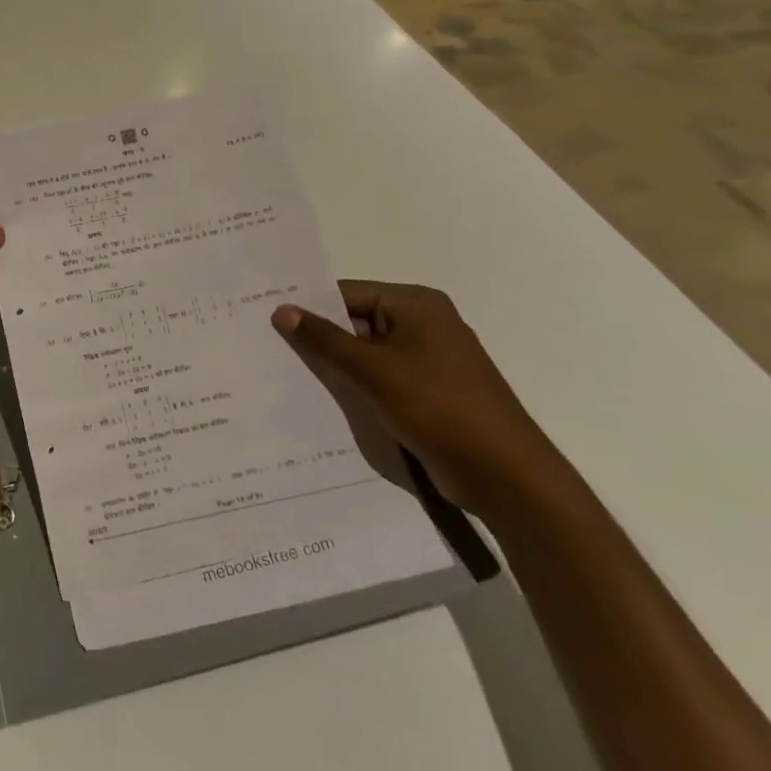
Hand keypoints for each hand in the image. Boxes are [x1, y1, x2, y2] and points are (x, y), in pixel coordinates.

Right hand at [271, 281, 570, 519]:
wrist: (506, 477)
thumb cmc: (441, 409)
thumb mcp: (375, 371)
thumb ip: (326, 340)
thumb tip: (281, 310)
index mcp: (417, 305)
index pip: (347, 293)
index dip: (308, 305)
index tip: (264, 316)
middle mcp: (422, 324)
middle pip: (354, 321)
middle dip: (317, 336)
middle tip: (264, 343)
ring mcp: (424, 360)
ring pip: (362, 352)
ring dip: (332, 364)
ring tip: (280, 369)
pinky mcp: (423, 392)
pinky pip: (376, 377)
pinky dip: (351, 384)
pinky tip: (316, 396)